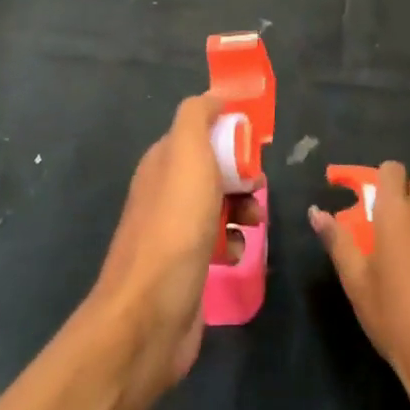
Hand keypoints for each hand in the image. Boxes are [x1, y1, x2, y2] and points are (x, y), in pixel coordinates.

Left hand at [91, 93, 263, 398]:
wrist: (151, 313)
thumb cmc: (175, 225)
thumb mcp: (187, 154)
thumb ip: (196, 117)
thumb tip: (214, 96)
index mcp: (161, 162)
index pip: (199, 133)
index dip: (228, 134)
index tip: (255, 144)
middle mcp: (164, 192)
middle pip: (213, 169)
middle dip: (242, 175)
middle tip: (258, 186)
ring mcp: (174, 232)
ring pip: (219, 206)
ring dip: (243, 209)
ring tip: (254, 222)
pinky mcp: (187, 267)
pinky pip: (219, 242)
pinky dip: (233, 244)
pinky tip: (237, 253)